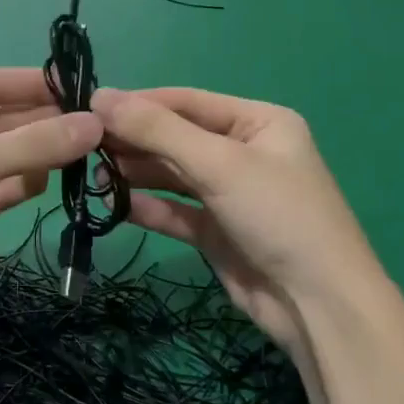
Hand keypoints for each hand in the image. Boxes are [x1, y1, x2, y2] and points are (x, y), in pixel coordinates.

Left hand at [0, 69, 101, 345]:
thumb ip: (31, 144)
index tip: (84, 87)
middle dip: (43, 121)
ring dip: (38, 154)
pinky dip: (22, 185)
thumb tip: (94, 124)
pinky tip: (51, 182)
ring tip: (86, 153)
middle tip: (97, 126)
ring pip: (2, 158)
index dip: (35, 83)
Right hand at [92, 88, 379, 352]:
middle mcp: (244, 152)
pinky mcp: (218, 232)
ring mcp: (230, 194)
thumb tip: (100, 96)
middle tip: (84, 144)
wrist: (319, 307)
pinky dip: (148, 207)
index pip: (187, 101)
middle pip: (177, 138)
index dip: (139, 103)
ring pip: (173, 175)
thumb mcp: (218, 163)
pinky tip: (116, 206)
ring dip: (136, 174)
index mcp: (258, 122)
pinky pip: (175, 211)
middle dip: (134, 141)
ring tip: (94, 175)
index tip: (89, 105)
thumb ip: (157, 130)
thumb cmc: (277, 214)